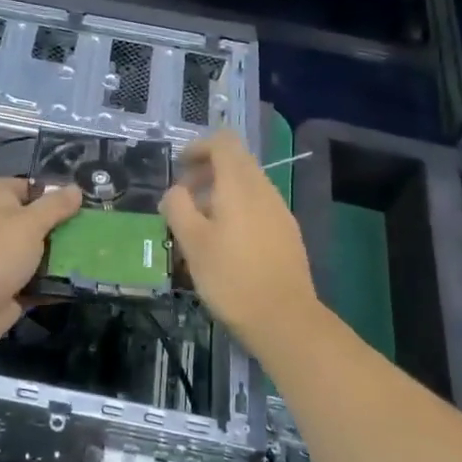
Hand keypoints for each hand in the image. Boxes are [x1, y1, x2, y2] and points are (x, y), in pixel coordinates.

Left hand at [0, 178, 81, 357]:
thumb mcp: (31, 222)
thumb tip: (76, 189)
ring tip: (96, 248)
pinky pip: (40, 279)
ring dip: (60, 252)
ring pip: (37, 250)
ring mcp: (5, 258)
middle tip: (88, 222)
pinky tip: (85, 277)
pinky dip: (58, 280)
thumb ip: (55, 206)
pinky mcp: (13, 287)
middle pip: (28, 218)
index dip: (21, 186)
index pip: (0, 184)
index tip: (51, 193)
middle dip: (55, 220)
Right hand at [160, 131, 320, 344]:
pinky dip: (236, 210)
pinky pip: (257, 206)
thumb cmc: (231, 277)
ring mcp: (279, 211)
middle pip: (236, 161)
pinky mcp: (287, 233)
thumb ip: (178, 207)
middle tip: (182, 198)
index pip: (223, 142)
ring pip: (247, 185)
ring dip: (219, 193)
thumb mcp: (192, 242)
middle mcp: (263, 190)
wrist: (284, 319)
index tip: (179, 167)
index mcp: (240, 185)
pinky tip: (224, 243)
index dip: (199, 147)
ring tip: (198, 225)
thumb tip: (174, 191)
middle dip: (206, 171)